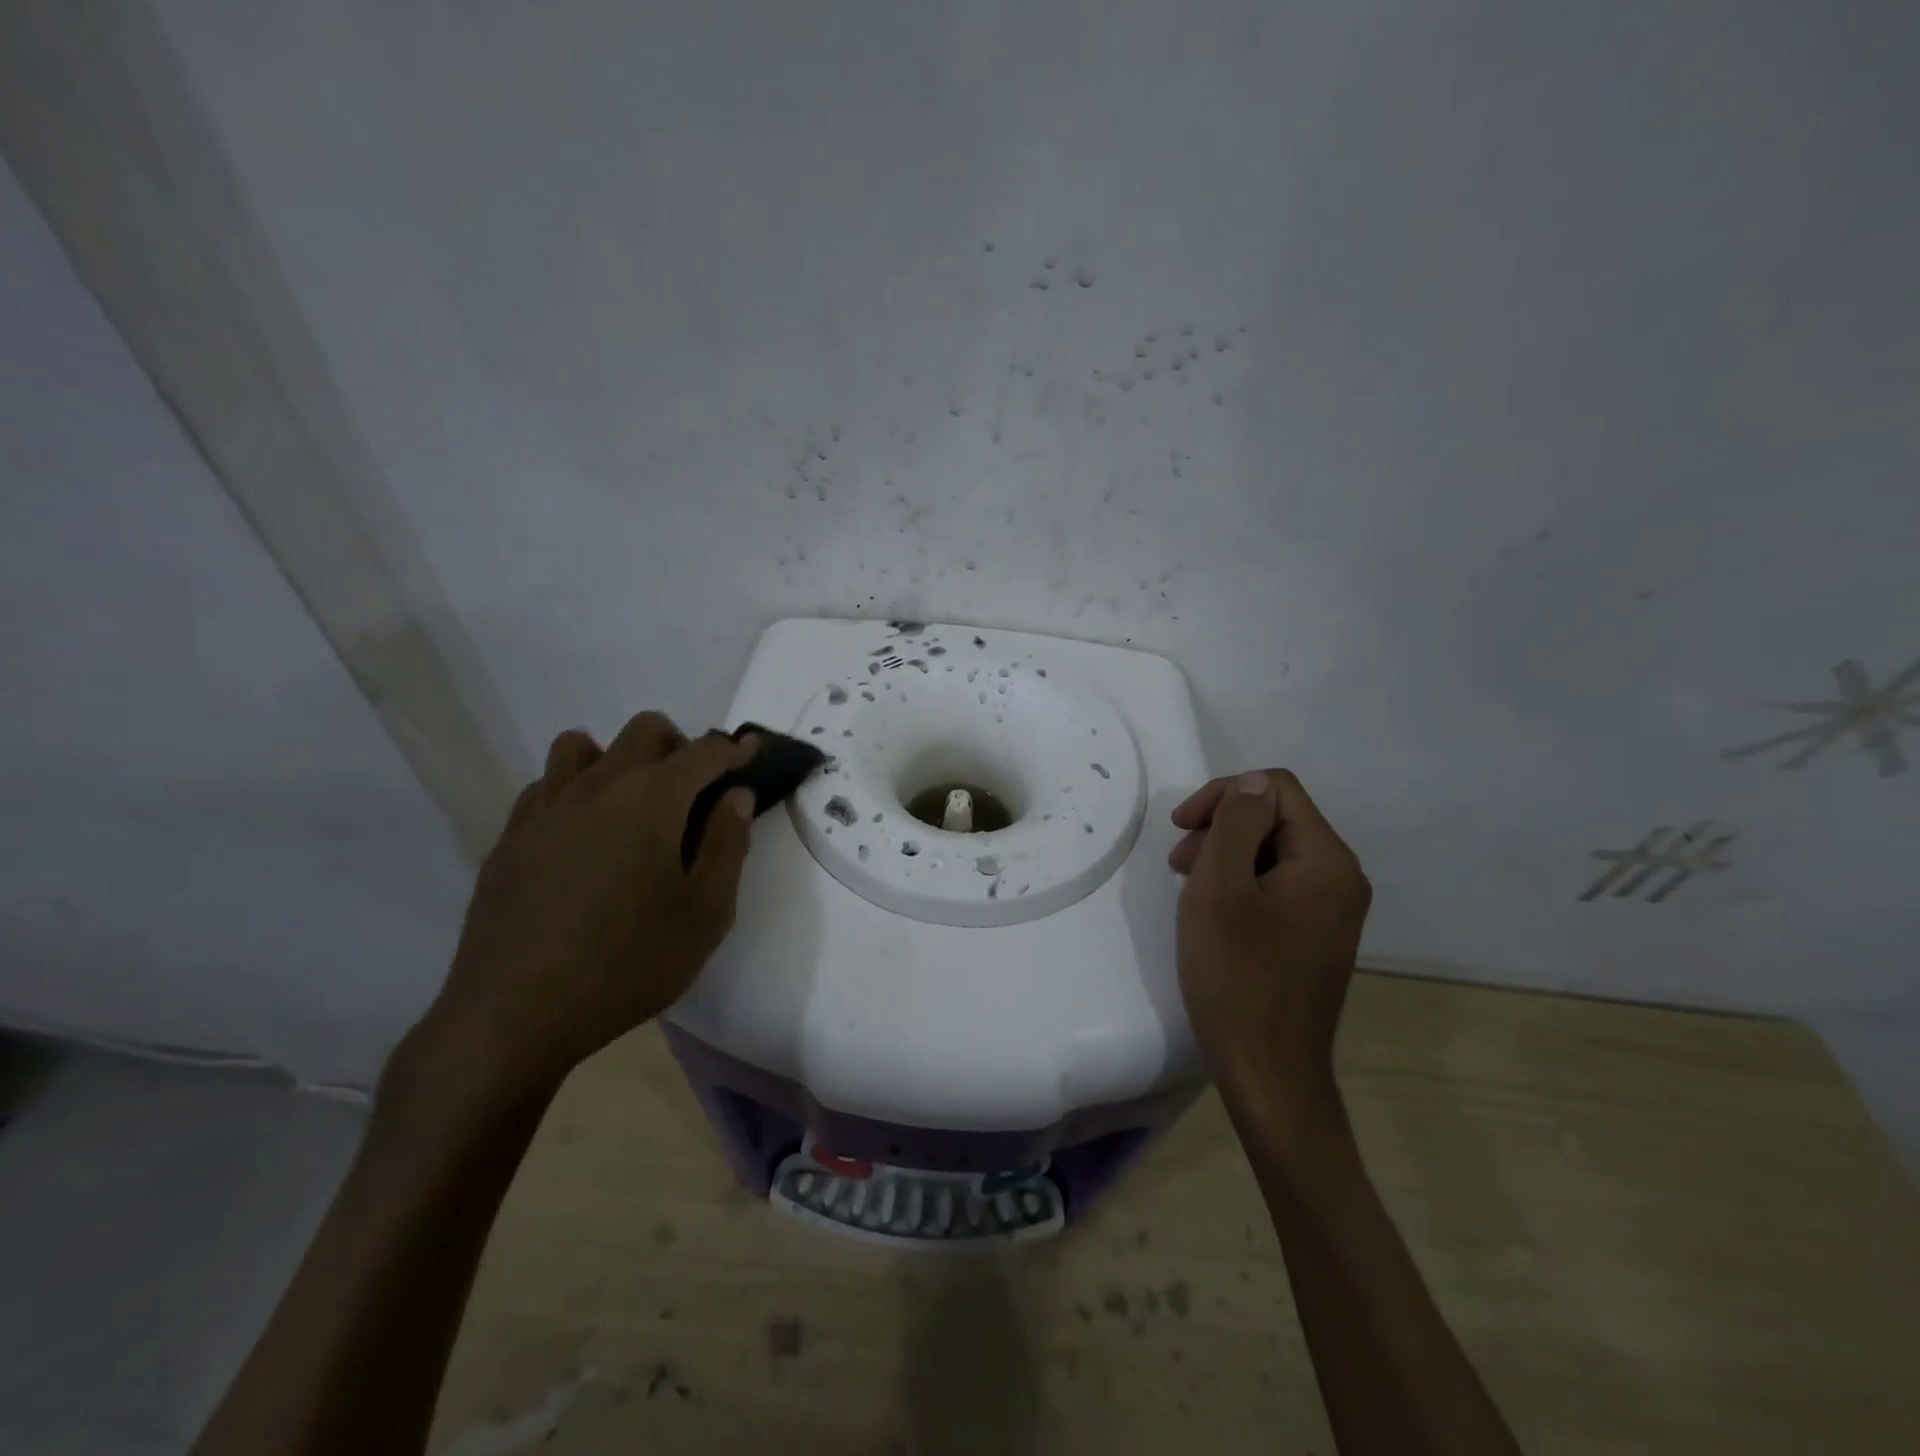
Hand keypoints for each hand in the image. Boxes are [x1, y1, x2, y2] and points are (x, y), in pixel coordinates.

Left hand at [397, 713, 760, 1106]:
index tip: (753, 753)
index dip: (735, 749)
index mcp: (652, 800)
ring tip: (634, 805)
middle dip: (681, 745)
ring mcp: (546, 808)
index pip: (705, 752)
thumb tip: (736, 795)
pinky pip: (547, 785)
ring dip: (619, 759)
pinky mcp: (511, 837)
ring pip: (584, 746)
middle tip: (696, 790)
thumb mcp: (706, 913)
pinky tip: (584, 836)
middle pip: (645, 731)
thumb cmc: (628, 963)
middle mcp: (597, 786)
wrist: (514, 1016)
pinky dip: (576, 790)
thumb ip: (729, 844)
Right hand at [1169, 769, 1371, 1106]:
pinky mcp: (1316, 934)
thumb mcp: (1220, 888)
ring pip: (1274, 851)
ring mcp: (1332, 909)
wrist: (1268, 1072)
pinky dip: (1242, 883)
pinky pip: (1279, 884)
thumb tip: (1252, 785)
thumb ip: (1237, 824)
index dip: (1223, 795)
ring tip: (1191, 888)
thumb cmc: (1237, 976)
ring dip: (1227, 854)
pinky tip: (1215, 913)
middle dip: (1222, 826)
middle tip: (1180, 863)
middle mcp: (1341, 877)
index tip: (1181, 829)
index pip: (1275, 788)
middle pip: (1277, 816)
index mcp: (1326, 860)